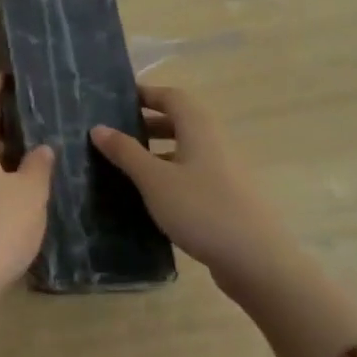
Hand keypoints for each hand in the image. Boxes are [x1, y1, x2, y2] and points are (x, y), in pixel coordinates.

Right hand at [92, 85, 296, 297]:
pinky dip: (170, 174)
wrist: (258, 262)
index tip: (118, 99)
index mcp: (200, 130)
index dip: (146, 93)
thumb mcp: (154, 180)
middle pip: (181, 122)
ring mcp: (224, 172)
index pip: (173, 97)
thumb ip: (125, 152)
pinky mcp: (227, 198)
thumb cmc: (202, 210)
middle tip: (117, 132)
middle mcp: (215, 144)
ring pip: (186, 150)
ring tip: (127, 164)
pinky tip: (152, 196)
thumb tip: (98, 127)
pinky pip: (192, 174)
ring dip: (158, 150)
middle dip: (148, 122)